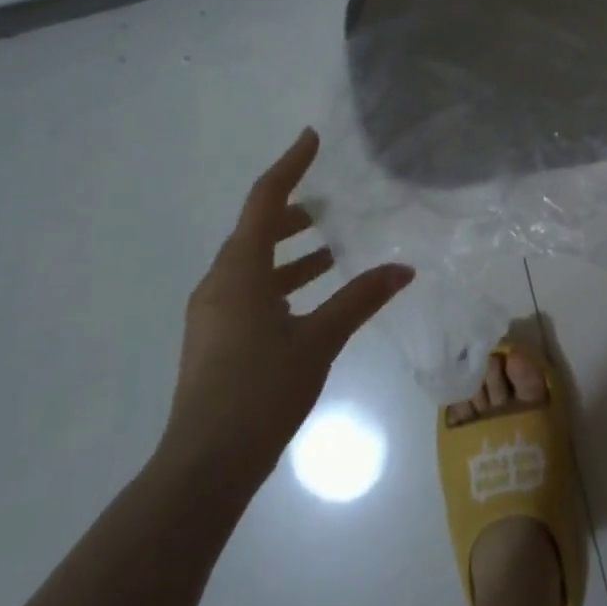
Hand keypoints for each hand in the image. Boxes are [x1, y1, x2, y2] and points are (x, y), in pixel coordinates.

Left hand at [155, 129, 413, 494]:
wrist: (203, 466)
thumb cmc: (261, 391)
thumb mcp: (318, 340)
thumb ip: (359, 299)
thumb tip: (403, 269)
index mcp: (239, 271)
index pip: (265, 200)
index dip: (289, 165)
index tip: (311, 138)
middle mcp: (219, 282)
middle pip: (255, 229)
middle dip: (293, 213)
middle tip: (331, 205)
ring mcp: (212, 312)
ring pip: (252, 262)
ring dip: (288, 251)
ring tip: (329, 250)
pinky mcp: (214, 338)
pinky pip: (248, 289)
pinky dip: (279, 280)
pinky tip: (307, 299)